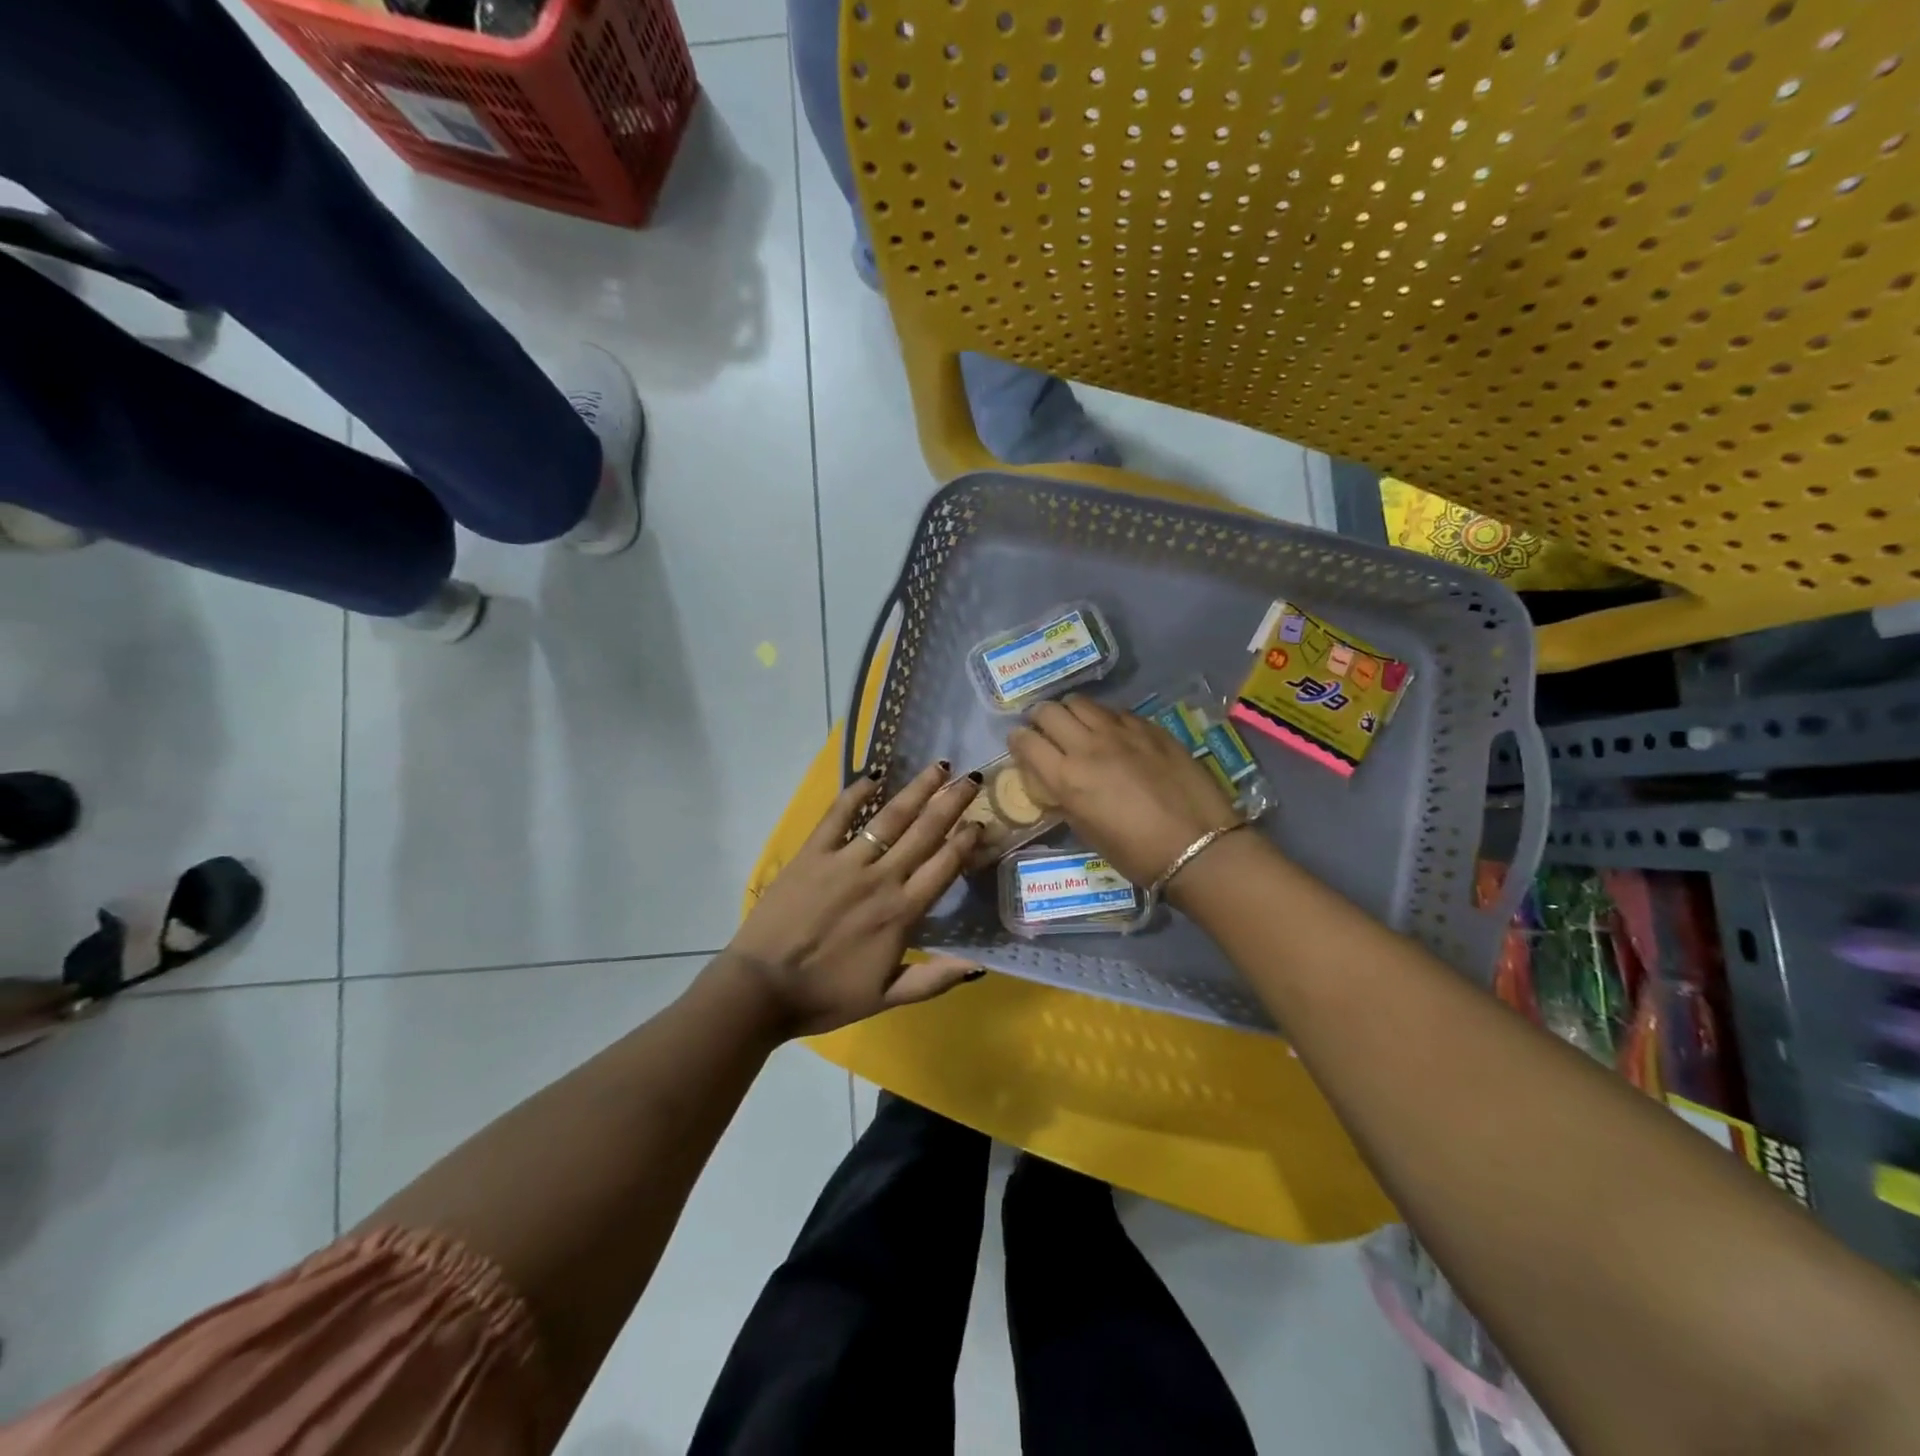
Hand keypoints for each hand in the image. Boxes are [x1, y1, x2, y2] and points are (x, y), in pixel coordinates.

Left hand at [725, 763, 985, 1037]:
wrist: (761, 989)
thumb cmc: (825, 996)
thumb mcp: (886, 998)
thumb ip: (933, 979)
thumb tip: (978, 965)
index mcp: (902, 912)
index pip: (944, 865)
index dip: (966, 841)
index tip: (981, 821)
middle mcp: (881, 878)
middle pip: (925, 831)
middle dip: (952, 802)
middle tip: (972, 778)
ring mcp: (845, 861)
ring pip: (890, 817)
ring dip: (917, 789)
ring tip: (938, 767)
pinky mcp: (812, 853)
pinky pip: (838, 815)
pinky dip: (857, 793)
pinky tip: (875, 775)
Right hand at [1007, 696, 1242, 885]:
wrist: (1199, 846)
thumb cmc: (1137, 853)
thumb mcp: (1087, 832)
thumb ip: (1065, 799)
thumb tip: (1056, 782)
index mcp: (1067, 778)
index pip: (1026, 741)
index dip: (1017, 740)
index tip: (1020, 745)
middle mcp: (1088, 746)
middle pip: (1048, 711)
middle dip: (1039, 718)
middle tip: (1045, 731)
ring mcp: (1121, 732)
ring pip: (1081, 702)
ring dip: (1070, 711)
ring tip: (1076, 725)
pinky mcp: (1150, 728)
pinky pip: (1115, 711)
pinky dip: (1104, 718)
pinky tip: (1113, 733)